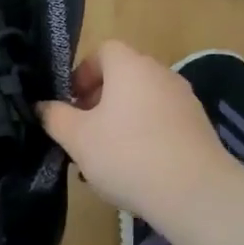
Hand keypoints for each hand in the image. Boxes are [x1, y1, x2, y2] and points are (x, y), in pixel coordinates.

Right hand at [37, 40, 233, 219]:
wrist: (196, 194)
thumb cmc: (128, 155)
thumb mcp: (78, 138)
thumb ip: (55, 117)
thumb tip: (43, 106)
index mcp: (130, 66)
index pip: (103, 51)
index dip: (83, 73)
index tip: (71, 103)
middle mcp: (160, 73)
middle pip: (123, 76)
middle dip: (99, 100)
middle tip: (83, 132)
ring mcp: (184, 99)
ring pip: (142, 101)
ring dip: (121, 121)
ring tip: (106, 157)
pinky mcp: (200, 127)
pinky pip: (163, 122)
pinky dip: (146, 135)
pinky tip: (137, 169)